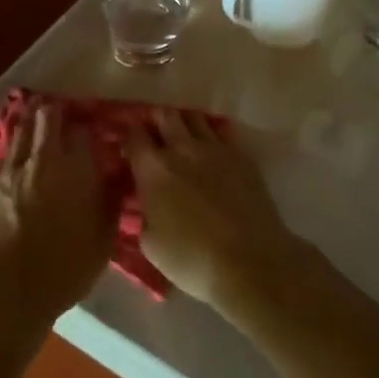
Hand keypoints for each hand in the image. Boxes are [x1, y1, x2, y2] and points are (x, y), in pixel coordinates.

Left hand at [0, 102, 117, 329]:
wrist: (4, 292)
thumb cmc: (62, 270)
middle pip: (48, 117)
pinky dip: (14, 146)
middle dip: (57, 111)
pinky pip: (5, 153)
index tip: (93, 131)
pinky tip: (18, 151)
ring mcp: (12, 168)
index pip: (83, 131)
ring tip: (38, 116)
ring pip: (22, 129)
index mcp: (75, 169)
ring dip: (32, 120)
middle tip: (63, 114)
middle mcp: (43, 159)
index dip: (89, 127)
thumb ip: (110, 201)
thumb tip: (117, 175)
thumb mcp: (102, 241)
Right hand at [129, 111, 305, 313]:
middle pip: (164, 115)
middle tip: (155, 134)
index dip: (128, 137)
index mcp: (153, 169)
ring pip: (194, 117)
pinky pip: (222, 131)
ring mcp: (214, 148)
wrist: (250, 262)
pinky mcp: (241, 155)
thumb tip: (146, 206)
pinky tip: (212, 150)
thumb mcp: (151, 245)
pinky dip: (213, 135)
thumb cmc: (193, 259)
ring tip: (183, 137)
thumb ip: (144, 216)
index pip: (133, 136)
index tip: (129, 147)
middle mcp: (181, 148)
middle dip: (156, 120)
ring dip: (184, 122)